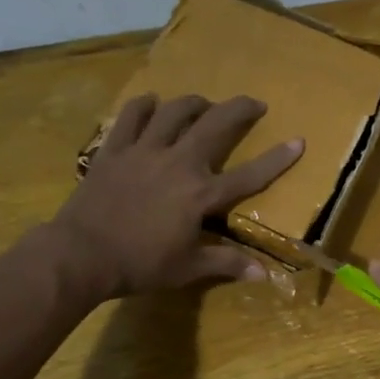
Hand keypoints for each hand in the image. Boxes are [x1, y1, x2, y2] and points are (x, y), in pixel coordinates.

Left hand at [51, 93, 303, 300]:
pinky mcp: (115, 150)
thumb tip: (264, 275)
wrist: (81, 254)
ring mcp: (145, 151)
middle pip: (215, 124)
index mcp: (201, 194)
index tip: (298, 140)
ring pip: (175, 111)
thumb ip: (226, 263)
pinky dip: (144, 106)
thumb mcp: (187, 268)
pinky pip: (131, 117)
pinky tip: (151, 104)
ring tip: (203, 104)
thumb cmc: (139, 264)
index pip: (250, 175)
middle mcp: (179, 163)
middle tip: (253, 103)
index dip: (278, 158)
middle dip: (239, 108)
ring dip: (194, 103)